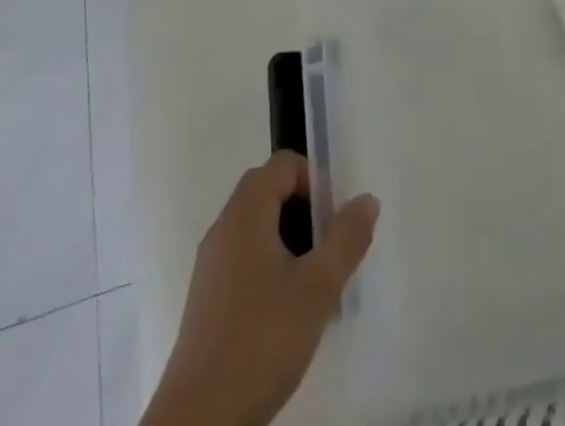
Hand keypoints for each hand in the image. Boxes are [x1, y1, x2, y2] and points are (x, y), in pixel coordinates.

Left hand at [148, 152, 378, 425]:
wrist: (198, 425)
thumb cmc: (260, 342)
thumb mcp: (318, 288)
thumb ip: (347, 237)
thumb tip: (366, 199)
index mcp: (245, 215)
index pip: (283, 165)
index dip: (314, 180)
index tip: (333, 220)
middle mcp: (223, 230)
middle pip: (268, 191)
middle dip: (305, 209)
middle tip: (328, 247)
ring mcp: (211, 267)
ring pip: (257, 227)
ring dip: (290, 239)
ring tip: (315, 282)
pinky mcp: (207, 301)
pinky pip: (245, 258)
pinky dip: (271, 265)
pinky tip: (288, 311)